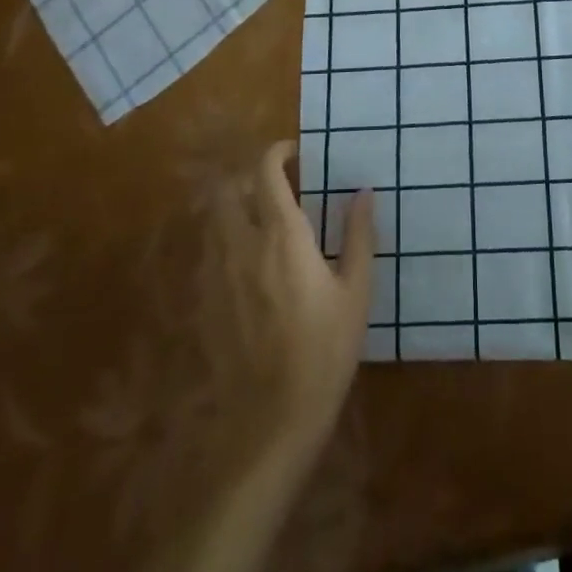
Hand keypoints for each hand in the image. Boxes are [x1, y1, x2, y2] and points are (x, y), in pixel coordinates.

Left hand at [243, 141, 374, 464]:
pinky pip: (211, 254)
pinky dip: (227, 242)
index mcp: (283, 236)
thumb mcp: (356, 291)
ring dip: (234, 208)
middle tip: (275, 185)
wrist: (274, 419)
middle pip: (226, 190)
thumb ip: (358, 235)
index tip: (295, 152)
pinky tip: (249, 263)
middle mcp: (244, 245)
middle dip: (247, 177)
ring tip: (262, 219)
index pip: (266, 173)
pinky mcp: (207, 303)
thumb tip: (364, 192)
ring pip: (214, 221)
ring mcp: (219, 275)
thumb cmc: (325, 349)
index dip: (276, 153)